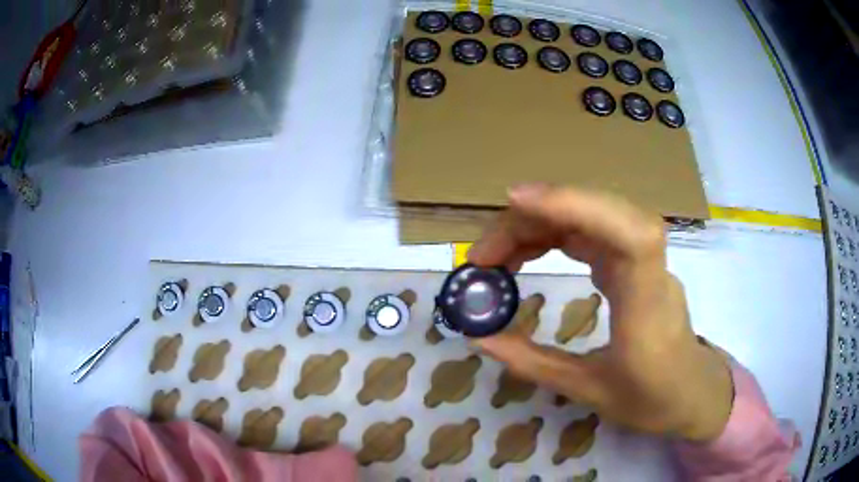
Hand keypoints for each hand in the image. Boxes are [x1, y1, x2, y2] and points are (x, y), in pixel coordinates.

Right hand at [469, 185, 732, 441]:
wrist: (693, 390)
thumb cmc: (651, 398)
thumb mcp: (588, 391)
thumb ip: (533, 363)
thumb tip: (480, 337)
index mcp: (648, 307)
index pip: (628, 234)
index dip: (578, 205)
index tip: (517, 201)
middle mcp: (651, 269)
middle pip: (600, 212)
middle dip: (535, 218)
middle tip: (483, 256)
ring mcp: (645, 259)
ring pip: (594, 215)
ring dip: (541, 222)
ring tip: (496, 255)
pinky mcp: (635, 259)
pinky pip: (595, 229)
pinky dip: (555, 230)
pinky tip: (528, 250)